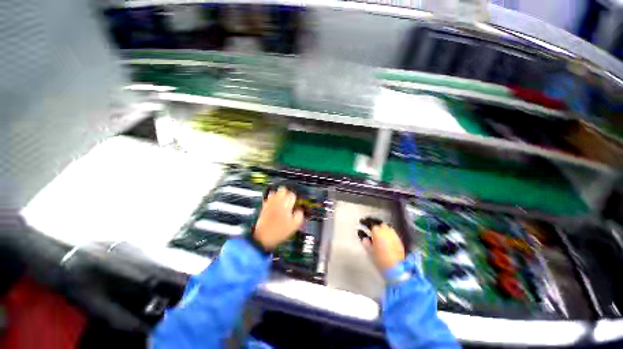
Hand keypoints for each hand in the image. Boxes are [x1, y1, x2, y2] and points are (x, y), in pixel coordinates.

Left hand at [254, 187, 303, 249]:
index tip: (296, 204)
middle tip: (289, 201)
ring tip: (282, 203)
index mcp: (285, 204)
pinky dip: (272, 200)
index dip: (295, 199)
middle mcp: (277, 201)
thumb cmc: (279, 232)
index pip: (292, 195)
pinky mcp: (264, 207)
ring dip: (279, 196)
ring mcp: (269, 203)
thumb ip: (299, 215)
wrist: (262, 238)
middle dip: (287, 193)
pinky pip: (268, 199)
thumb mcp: (294, 225)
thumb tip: (300, 210)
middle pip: (282, 190)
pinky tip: (275, 206)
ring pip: (275, 192)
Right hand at [360, 221, 404, 271]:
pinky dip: (386, 230)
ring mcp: (393, 234)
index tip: (361, 221)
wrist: (397, 269)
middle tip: (368, 222)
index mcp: (377, 232)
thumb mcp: (369, 250)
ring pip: (386, 226)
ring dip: (380, 225)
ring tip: (376, 228)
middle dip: (372, 221)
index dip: (364, 222)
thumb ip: (365, 240)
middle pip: (378, 222)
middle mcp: (386, 230)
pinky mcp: (398, 239)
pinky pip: (391, 231)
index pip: (369, 223)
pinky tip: (384, 234)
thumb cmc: (380, 260)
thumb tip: (362, 234)